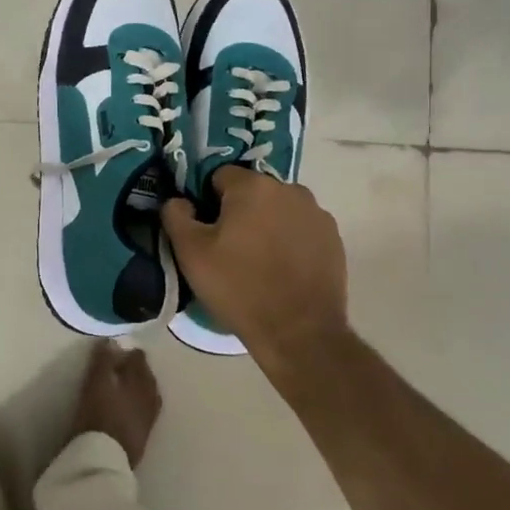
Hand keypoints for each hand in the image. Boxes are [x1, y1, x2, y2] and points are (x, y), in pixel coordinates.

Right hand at [70, 341, 161, 467]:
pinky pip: (146, 412)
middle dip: (137, 370)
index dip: (129, 353)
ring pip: (149, 395)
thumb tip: (113, 341)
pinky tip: (130, 408)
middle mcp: (149, 397)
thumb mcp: (96, 383)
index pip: (139, 359)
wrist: (105, 458)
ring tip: (126, 387)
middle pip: (147, 377)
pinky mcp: (144, 436)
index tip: (118, 352)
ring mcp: (149, 418)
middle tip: (121, 368)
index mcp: (139, 380)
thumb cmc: (98, 414)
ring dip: (140, 388)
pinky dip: (139, 405)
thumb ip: (104, 360)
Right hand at [161, 167, 348, 366]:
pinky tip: (283, 269)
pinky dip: (290, 240)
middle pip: (252, 191)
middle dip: (239, 211)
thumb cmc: (239, 287)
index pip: (219, 176)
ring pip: (278, 209)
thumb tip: (179, 200)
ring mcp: (317, 214)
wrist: (299, 333)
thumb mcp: (190, 252)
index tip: (206, 230)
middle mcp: (289, 189)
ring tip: (258, 261)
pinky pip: (301, 228)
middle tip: (229, 248)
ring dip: (266, 224)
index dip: (208, 201)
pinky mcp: (334, 239)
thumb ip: (176, 215)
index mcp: (253, 186)